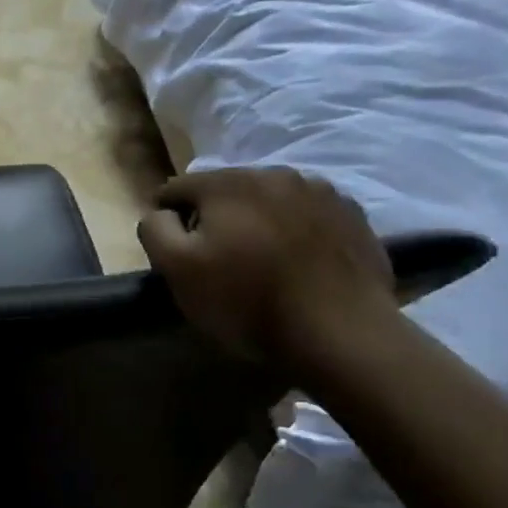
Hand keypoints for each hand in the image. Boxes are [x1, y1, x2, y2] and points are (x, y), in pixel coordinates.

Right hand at [138, 168, 395, 366]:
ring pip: (267, 200)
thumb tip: (161, 213)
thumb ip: (155, 229)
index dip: (169, 221)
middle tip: (219, 261)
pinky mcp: (352, 215)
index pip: (176, 189)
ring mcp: (320, 192)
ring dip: (256, 222)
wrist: (341, 333)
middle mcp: (274, 173)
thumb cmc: (247, 301)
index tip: (178, 255)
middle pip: (224, 190)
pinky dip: (295, 231)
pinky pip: (306, 215)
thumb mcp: (177, 269)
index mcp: (227, 182)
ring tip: (262, 263)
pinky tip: (297, 265)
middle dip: (215, 218)